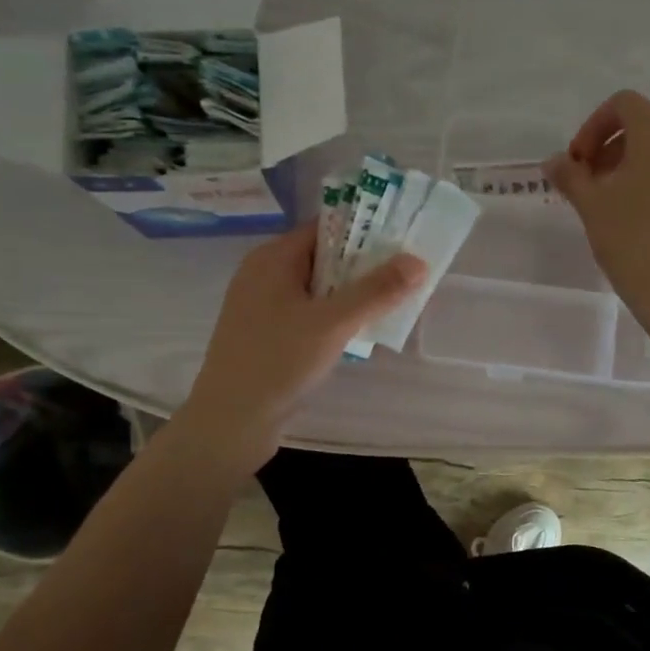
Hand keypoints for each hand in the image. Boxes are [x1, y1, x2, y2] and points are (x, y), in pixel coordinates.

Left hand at [181, 223, 424, 465]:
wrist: (231, 421)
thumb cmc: (278, 361)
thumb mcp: (333, 323)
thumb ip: (376, 291)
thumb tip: (418, 261)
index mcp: (273, 259)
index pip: (324, 229)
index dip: (364, 231)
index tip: (402, 240)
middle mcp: (264, 275)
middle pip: (323, 258)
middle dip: (363, 266)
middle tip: (406, 274)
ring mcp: (263, 307)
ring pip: (317, 289)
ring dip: (351, 295)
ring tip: (392, 302)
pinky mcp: (266, 335)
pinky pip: (308, 314)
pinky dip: (333, 317)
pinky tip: (359, 333)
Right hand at [546, 91, 649, 337]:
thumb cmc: (632, 240)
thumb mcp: (591, 205)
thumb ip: (570, 175)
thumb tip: (554, 161)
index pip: (624, 105)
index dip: (593, 128)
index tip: (579, 163)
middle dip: (616, 151)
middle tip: (594, 187)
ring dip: (645, 169)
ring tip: (625, 206)